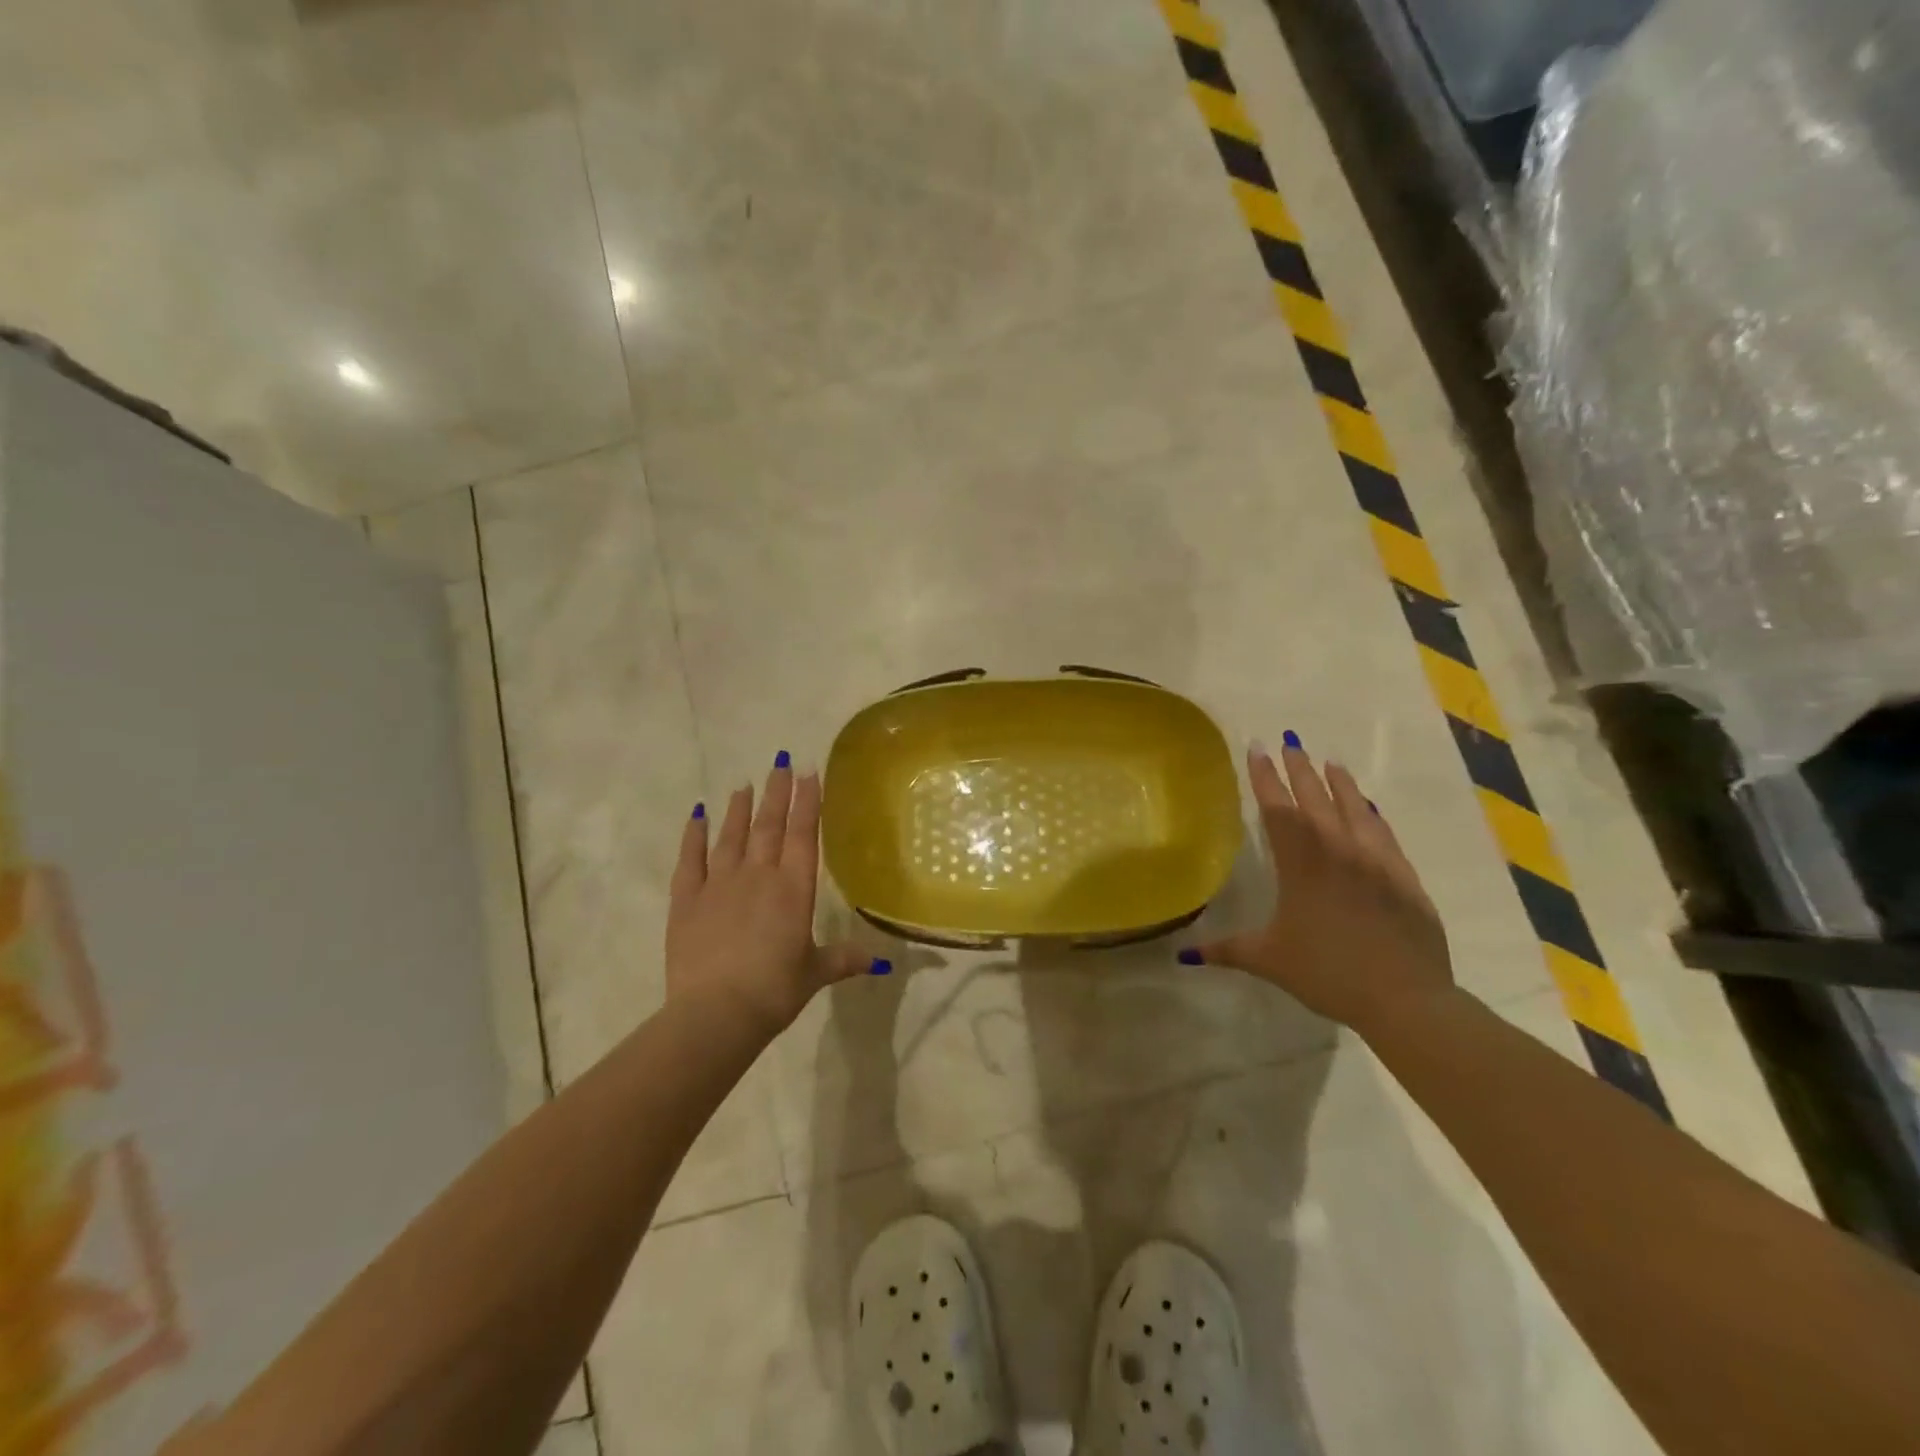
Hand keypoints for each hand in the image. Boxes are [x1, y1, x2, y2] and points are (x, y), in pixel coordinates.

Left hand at [666, 757, 877, 1038]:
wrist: (716, 1013)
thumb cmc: (774, 991)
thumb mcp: (814, 973)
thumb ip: (844, 959)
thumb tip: (880, 962)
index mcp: (793, 889)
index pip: (803, 834)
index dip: (807, 802)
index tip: (809, 772)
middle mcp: (758, 876)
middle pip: (769, 826)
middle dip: (777, 793)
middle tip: (780, 764)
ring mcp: (719, 884)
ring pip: (732, 836)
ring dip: (739, 809)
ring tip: (744, 785)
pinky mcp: (687, 899)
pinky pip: (690, 859)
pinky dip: (693, 835)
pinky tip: (697, 815)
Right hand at [1188, 738, 1453, 1035]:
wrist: (1404, 998)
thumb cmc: (1327, 973)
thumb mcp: (1269, 961)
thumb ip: (1226, 950)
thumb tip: (1184, 955)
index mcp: (1301, 865)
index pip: (1278, 809)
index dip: (1265, 778)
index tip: (1257, 750)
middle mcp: (1338, 852)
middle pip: (1316, 799)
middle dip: (1299, 769)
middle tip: (1290, 742)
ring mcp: (1376, 861)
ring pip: (1354, 809)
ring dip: (1339, 783)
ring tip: (1329, 762)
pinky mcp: (1404, 876)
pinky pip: (1383, 833)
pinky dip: (1371, 814)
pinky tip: (1369, 807)